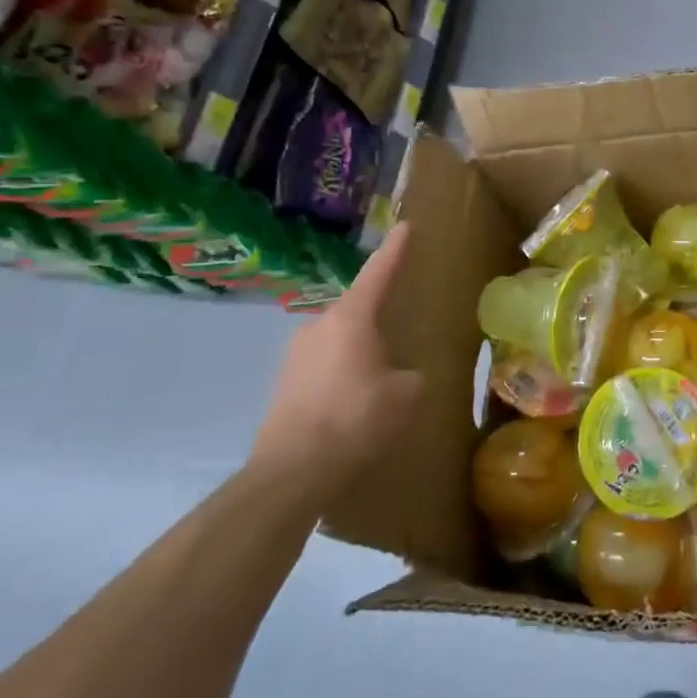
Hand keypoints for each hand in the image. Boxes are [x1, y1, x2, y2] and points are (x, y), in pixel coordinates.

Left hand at [249, 223, 421, 500]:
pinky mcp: (285, 382)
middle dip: (379, 312)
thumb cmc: (356, 419)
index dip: (395, 249)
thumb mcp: (406, 394)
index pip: (379, 272)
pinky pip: (324, 363)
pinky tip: (356, 396)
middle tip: (402, 319)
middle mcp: (319, 325)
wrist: (292, 472)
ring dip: (360, 346)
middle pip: (356, 307)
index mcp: (351, 317)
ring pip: (339, 337)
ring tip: (382, 367)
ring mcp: (296, 354)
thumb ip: (411, 374)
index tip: (406, 226)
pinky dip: (343, 369)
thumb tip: (404, 374)